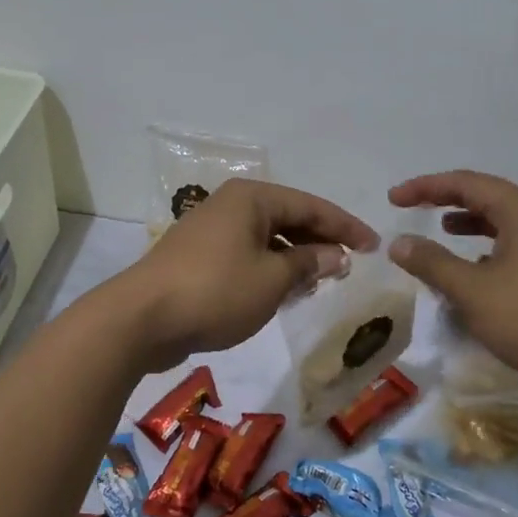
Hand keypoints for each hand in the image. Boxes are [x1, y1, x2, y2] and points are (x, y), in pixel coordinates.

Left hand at [104, 178, 377, 371]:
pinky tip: (282, 291)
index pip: (311, 205)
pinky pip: (246, 254)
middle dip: (320, 241)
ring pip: (266, 238)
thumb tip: (336, 255)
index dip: (346, 226)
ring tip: (320, 281)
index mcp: (251, 198)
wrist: (142, 318)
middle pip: (287, 217)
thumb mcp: (272, 279)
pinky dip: (269, 269)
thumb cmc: (216, 291)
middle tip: (350, 265)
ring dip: (295, 258)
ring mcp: (210, 230)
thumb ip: (308, 263)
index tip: (375, 245)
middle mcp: (230, 205)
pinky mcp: (198, 257)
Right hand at [388, 170, 517, 399]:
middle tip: (414, 208)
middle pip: (486, 196)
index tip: (393, 199)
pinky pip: (517, 247)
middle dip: (447, 200)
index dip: (425, 187)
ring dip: (470, 224)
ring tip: (443, 232)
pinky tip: (478, 272)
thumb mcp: (471, 290)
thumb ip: (432, 263)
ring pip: (504, 222)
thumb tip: (399, 243)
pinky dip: (489, 250)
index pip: (464, 183)